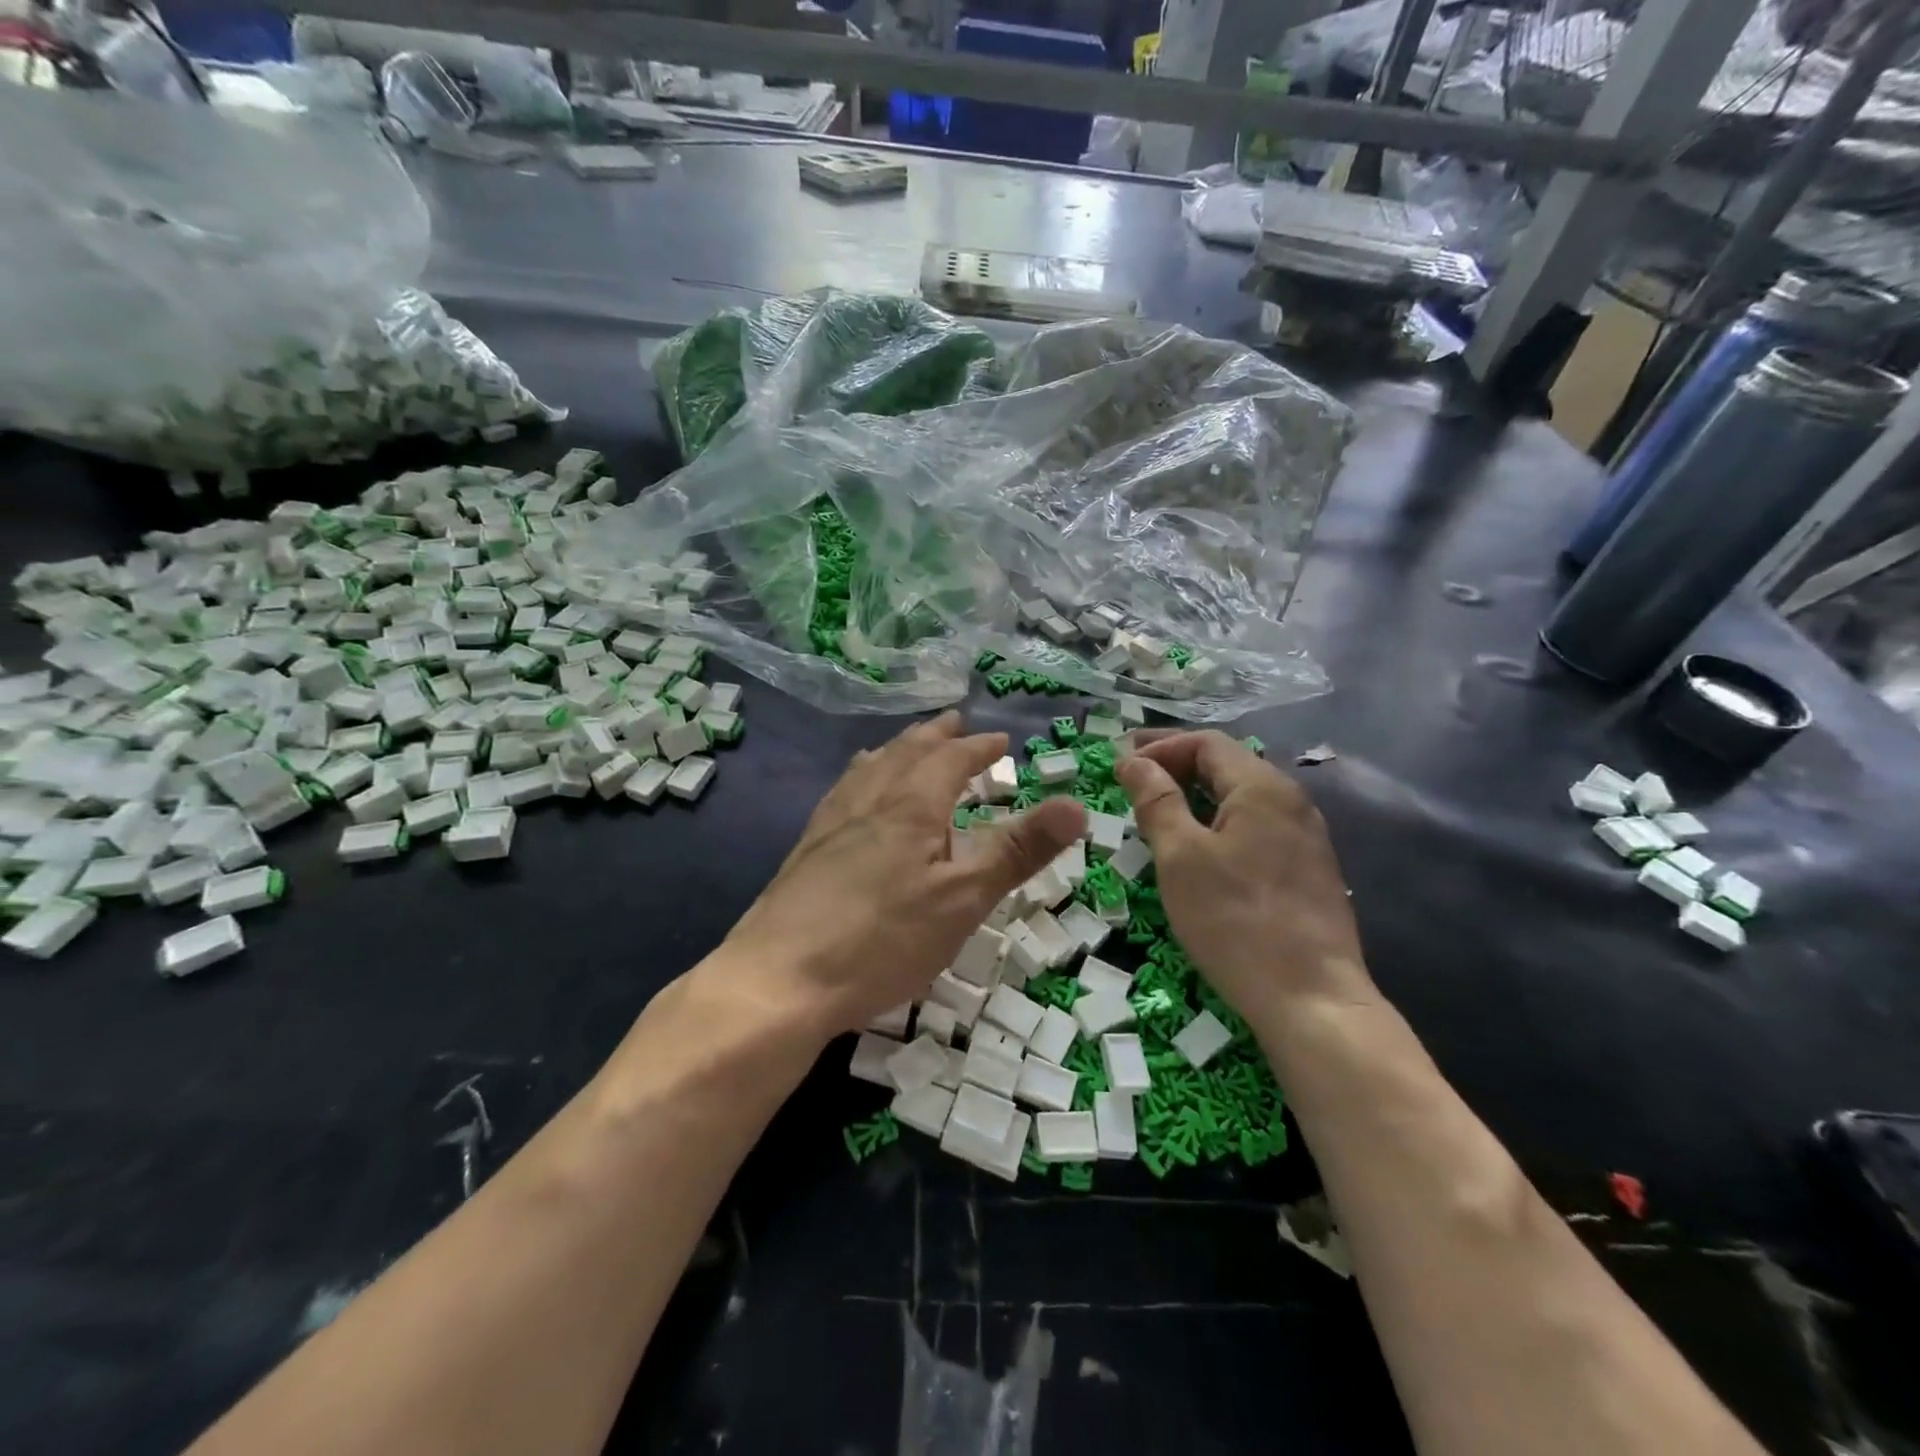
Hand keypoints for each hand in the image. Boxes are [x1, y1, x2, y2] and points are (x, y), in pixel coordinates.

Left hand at [711, 711, 1085, 1040]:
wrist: (780, 979)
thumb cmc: (883, 939)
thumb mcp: (964, 899)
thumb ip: (1019, 850)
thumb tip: (1077, 804)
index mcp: (911, 804)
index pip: (950, 758)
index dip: (978, 747)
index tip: (1000, 740)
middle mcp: (869, 799)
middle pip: (906, 752)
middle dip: (936, 736)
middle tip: (955, 723)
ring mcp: (832, 822)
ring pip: (870, 767)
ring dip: (897, 750)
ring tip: (907, 745)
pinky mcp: (807, 848)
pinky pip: (843, 790)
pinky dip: (863, 775)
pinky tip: (853, 794)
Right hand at [1116, 732, 1371, 1031]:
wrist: (1312, 999)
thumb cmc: (1235, 921)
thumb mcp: (1181, 856)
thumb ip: (1157, 801)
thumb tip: (1134, 761)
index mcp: (1263, 787)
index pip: (1206, 743)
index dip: (1160, 747)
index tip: (1120, 766)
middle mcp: (1292, 801)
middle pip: (1228, 764)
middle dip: (1176, 765)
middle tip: (1132, 779)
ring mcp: (1306, 836)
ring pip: (1242, 797)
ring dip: (1197, 795)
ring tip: (1158, 811)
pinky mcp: (1308, 870)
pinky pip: (1256, 826)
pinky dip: (1219, 822)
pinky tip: (1199, 847)